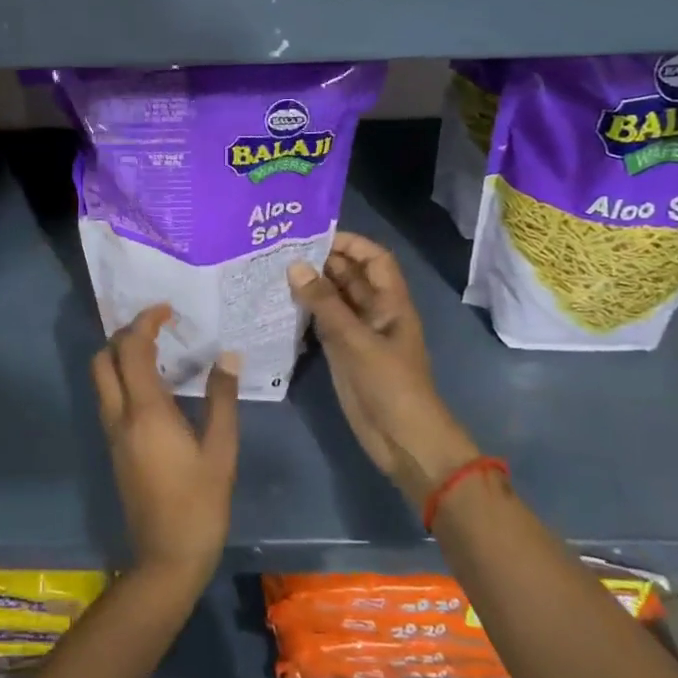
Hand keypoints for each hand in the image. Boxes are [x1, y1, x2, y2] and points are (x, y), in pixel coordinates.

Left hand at [90, 305, 239, 594]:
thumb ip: (222, 400)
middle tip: (157, 329)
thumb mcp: (221, 451)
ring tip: (158, 351)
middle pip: (102, 359)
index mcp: (145, 412)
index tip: (167, 311)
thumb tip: (226, 356)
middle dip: (124, 335)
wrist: (166, 559)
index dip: (145, 322)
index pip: (131, 349)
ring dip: (120, 356)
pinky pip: (109, 397)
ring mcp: (112, 433)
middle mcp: (120, 416)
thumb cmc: (199, 504)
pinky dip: (122, 378)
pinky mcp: (114, 448)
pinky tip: (154, 386)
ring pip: (101, 379)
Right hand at [289, 233, 479, 507]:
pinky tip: (279, 304)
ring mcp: (358, 333)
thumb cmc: (390, 385)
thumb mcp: (356, 341)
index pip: (373, 259)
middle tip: (281, 250)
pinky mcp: (343, 353)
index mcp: (390, 302)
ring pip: (334, 299)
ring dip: (310, 286)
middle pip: (350, 276)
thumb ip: (325, 304)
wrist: (404, 441)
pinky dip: (305, 312)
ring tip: (273, 271)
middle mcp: (374, 311)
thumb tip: (295, 266)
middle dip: (322, 261)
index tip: (313, 235)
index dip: (349, 243)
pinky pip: (323, 323)